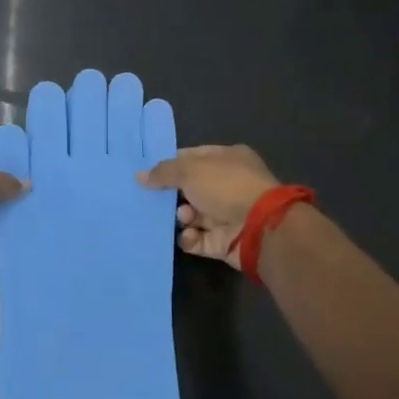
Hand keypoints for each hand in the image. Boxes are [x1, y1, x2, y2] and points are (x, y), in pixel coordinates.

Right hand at [137, 144, 280, 269]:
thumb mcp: (190, 170)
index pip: (192, 157)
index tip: (147, 173)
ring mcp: (226, 214)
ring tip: (183, 217)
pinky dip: (189, 238)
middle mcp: (228, 185)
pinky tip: (188, 235)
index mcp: (227, 159)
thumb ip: (163, 172)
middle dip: (171, 195)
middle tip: (154, 199)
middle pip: (189, 188)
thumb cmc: (226, 187)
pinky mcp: (222, 241)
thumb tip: (139, 176)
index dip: (170, 164)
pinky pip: (196, 239)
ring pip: (191, 215)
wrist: (259, 228)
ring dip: (181, 217)